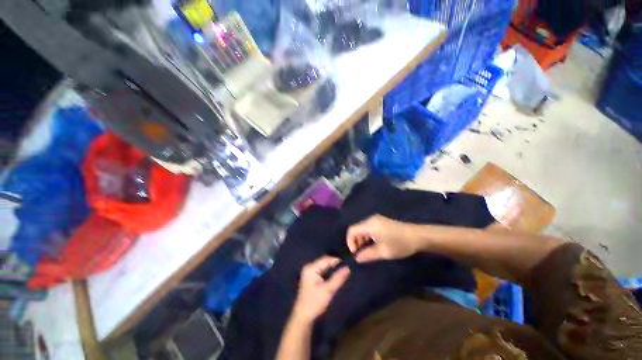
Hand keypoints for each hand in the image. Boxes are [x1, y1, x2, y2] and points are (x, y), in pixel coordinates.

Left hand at [293, 256, 350, 322]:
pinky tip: (336, 275)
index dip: (337, 260)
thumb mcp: (328, 290)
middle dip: (336, 264)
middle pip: (325, 262)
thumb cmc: (314, 303)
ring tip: (344, 269)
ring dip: (333, 268)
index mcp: (311, 268)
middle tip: (348, 266)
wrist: (303, 318)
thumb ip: (338, 278)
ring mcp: (309, 273)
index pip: (326, 259)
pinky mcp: (311, 278)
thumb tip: (348, 267)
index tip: (349, 262)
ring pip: (324, 266)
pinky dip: (329, 273)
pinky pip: (322, 271)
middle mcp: (309, 267)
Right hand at [346, 215, 418, 262]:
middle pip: (356, 229)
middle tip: (362, 254)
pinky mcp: (381, 221)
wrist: (418, 236)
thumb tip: (356, 258)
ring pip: (362, 229)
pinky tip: (374, 245)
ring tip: (368, 251)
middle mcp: (370, 219)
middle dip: (356, 242)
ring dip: (362, 240)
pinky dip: (368, 236)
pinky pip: (369, 228)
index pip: (351, 230)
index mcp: (369, 225)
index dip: (350, 242)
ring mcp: (376, 219)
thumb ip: (367, 255)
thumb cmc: (399, 244)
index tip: (356, 253)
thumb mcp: (383, 252)